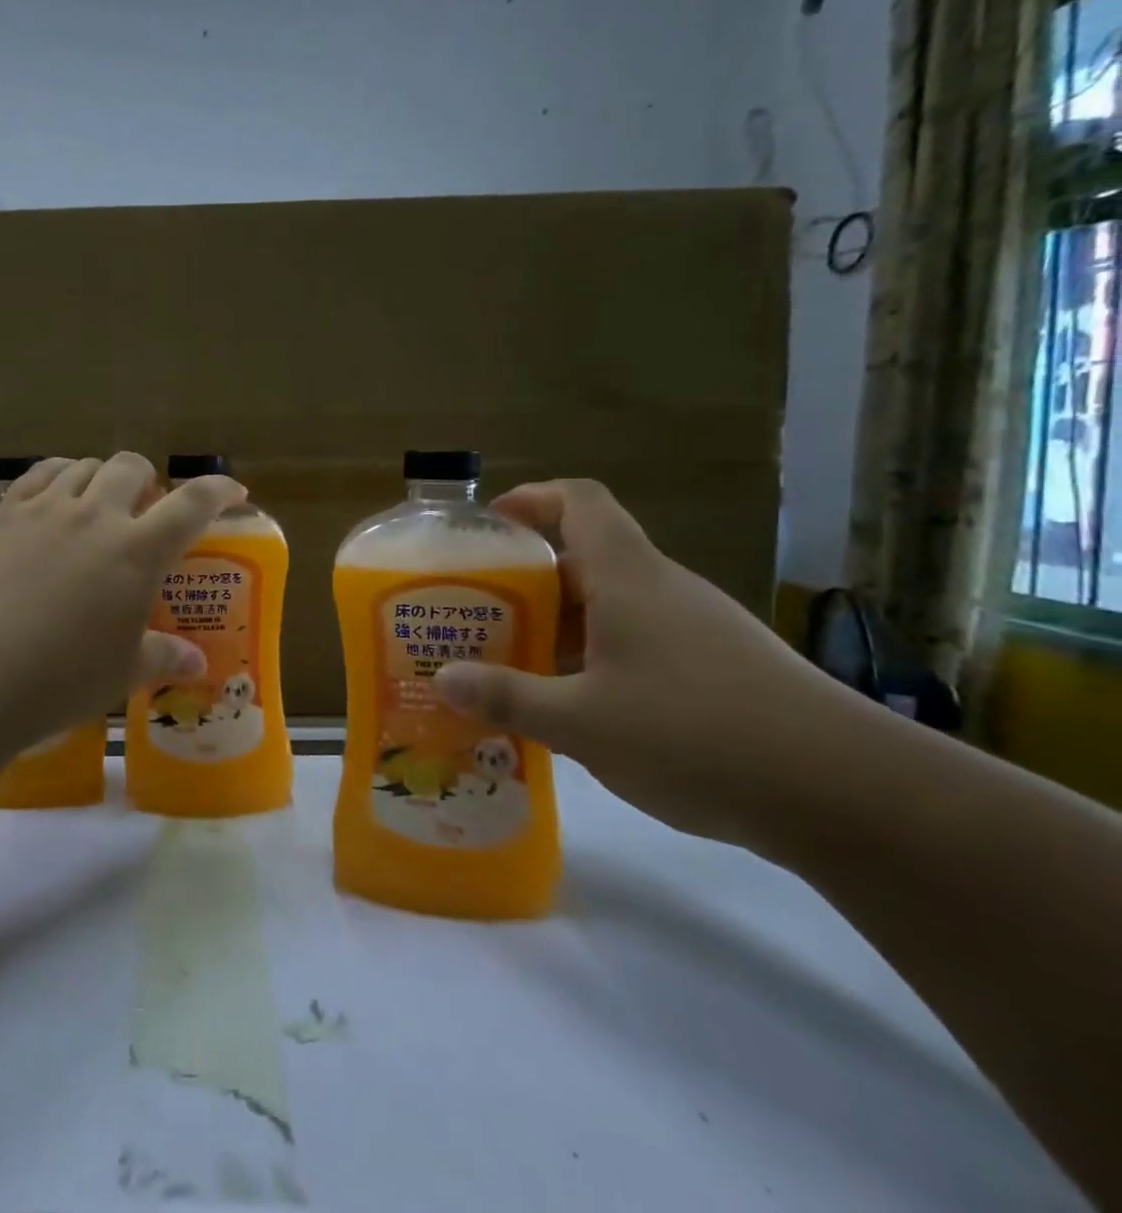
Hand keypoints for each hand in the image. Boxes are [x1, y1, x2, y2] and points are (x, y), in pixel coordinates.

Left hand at [0, 454, 246, 733]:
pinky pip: (39, 474)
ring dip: (101, 478)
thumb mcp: (124, 672)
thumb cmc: (63, 678)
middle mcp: (97, 515)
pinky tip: (55, 497)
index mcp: (138, 551)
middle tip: (144, 510)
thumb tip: (197, 662)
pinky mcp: (6, 515)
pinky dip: (58, 476)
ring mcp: (47, 509)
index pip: (192, 504)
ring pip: (85, 466)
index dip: (217, 491)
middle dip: (147, 480)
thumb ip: (164, 656)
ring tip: (97, 504)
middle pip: (132, 467)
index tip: (232, 491)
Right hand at [433, 479, 861, 848]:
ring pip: (612, 604)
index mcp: (628, 577)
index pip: (579, 501)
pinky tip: (578, 707)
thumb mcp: (582, 723)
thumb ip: (508, 697)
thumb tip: (442, 679)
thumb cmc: (698, 735)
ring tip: (514, 661)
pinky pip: (640, 641)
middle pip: (586, 556)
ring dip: (560, 623)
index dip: (530, 498)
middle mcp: (662, 589)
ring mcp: (697, 628)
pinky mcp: (720, 668)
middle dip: (527, 577)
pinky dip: (596, 657)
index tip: (486, 526)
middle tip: (478, 610)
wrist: (854, 796)